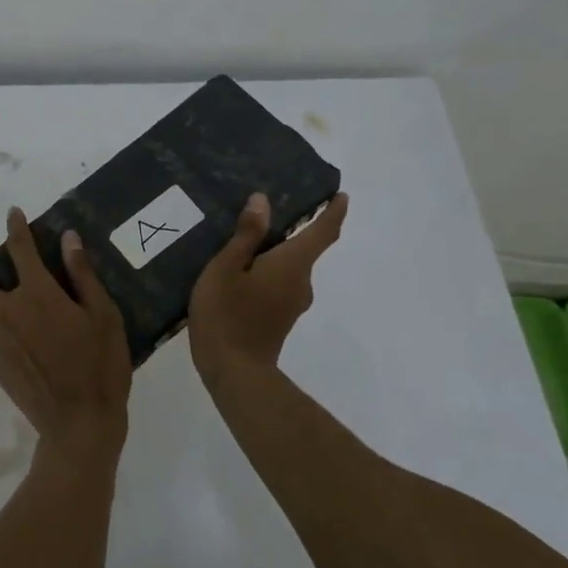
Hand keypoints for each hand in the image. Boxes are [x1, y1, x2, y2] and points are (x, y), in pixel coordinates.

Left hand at [0, 208, 132, 466]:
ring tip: (20, 303)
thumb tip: (68, 238)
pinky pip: (1, 338)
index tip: (13, 213)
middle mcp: (9, 313)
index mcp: (37, 295)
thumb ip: (83, 275)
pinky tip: (34, 343)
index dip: (16, 227)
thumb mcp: (104, 316)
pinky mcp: (0, 367)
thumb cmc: (100, 367)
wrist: (79, 426)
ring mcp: (0, 342)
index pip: (20, 249)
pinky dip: (10, 329)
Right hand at [188, 191, 349, 382]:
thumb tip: (263, 201)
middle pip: (304, 250)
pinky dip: (267, 271)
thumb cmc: (227, 314)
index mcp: (292, 265)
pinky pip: (279, 284)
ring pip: (289, 268)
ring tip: (245, 240)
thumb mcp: (226, 268)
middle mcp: (301, 282)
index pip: (323, 233)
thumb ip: (246, 235)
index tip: (342, 196)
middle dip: (293, 230)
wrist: (234, 372)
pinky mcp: (281, 318)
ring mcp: (292, 303)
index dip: (334, 212)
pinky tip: (240, 272)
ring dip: (275, 253)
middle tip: (265, 212)